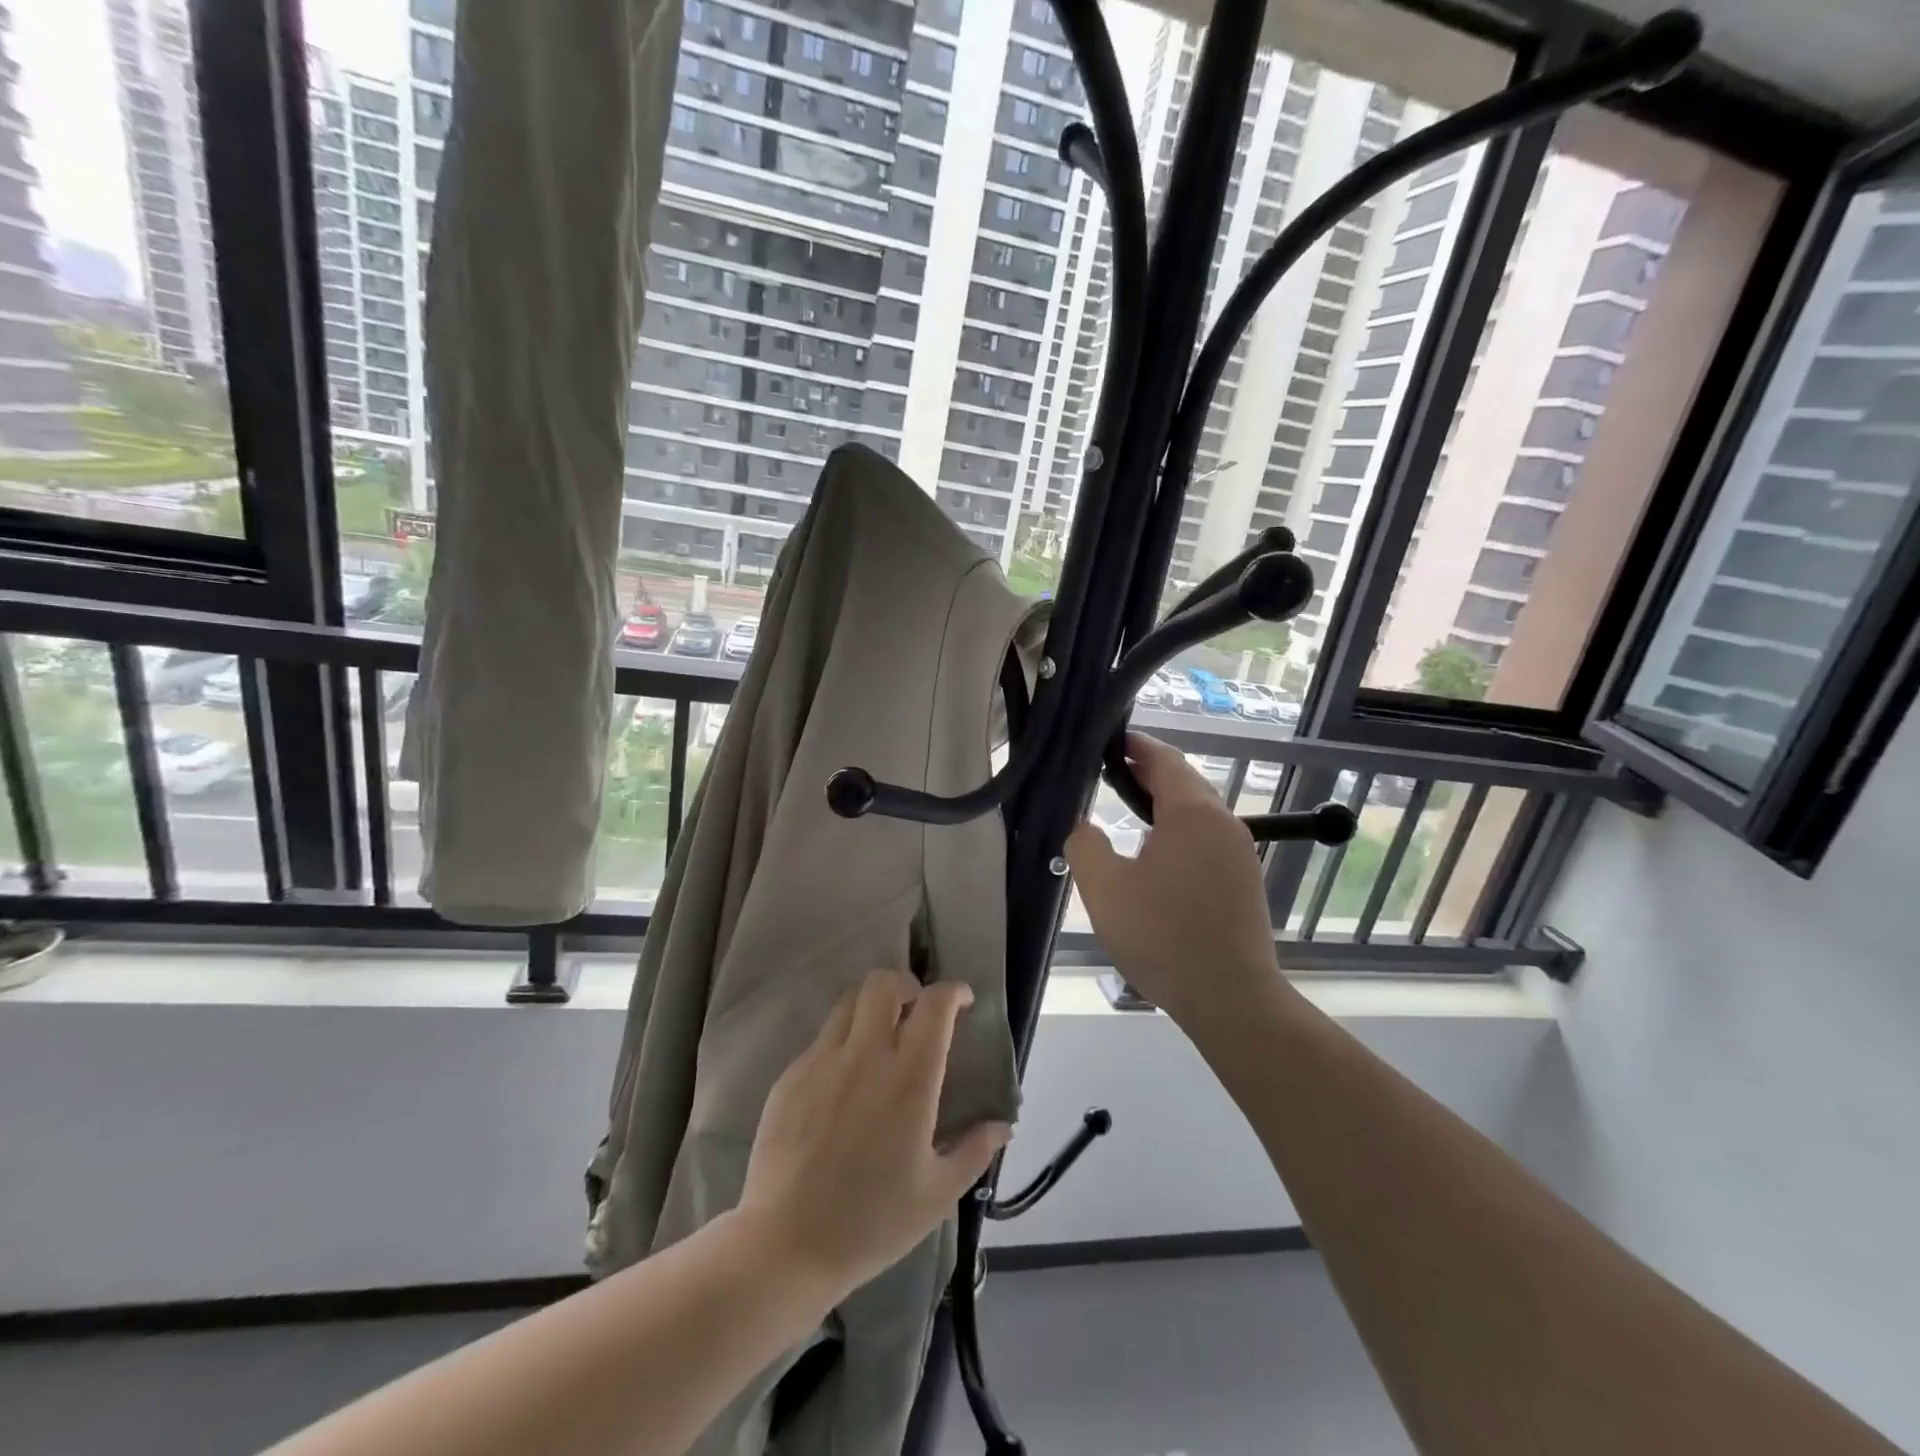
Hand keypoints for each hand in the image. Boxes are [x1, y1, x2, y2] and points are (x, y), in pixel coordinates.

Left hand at [737, 970, 1009, 1299]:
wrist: (785, 1245)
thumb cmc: (871, 1222)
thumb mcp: (937, 1195)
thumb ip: (974, 1152)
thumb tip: (1002, 1127)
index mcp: (909, 1079)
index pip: (935, 1005)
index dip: (953, 992)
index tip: (961, 1001)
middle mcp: (865, 1056)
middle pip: (884, 983)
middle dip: (906, 985)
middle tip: (915, 1012)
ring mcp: (822, 1061)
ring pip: (849, 1002)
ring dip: (871, 1007)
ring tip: (879, 1037)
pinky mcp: (790, 1076)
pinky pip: (822, 1039)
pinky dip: (841, 1042)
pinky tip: (844, 1081)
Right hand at [1066, 733, 1280, 1027]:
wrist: (1231, 997)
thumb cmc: (1163, 936)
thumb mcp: (1105, 889)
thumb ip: (1085, 846)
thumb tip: (1084, 826)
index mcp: (1192, 813)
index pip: (1164, 760)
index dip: (1136, 745)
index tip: (1110, 740)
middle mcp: (1223, 823)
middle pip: (1185, 782)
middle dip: (1148, 772)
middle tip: (1110, 771)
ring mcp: (1240, 852)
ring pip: (1198, 811)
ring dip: (1164, 802)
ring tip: (1127, 808)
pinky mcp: (1244, 879)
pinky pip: (1207, 837)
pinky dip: (1179, 829)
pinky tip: (1156, 852)